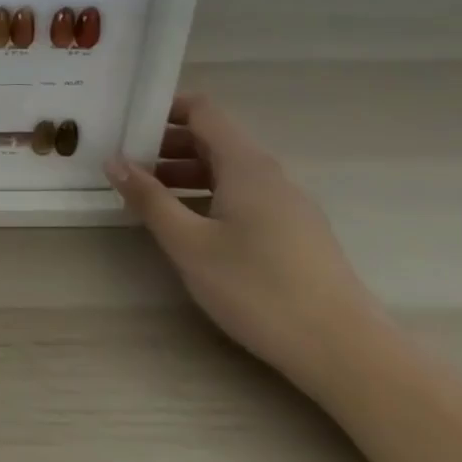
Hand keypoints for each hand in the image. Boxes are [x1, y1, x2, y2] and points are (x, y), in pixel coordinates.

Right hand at [105, 95, 383, 391]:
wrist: (347, 353)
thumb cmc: (259, 289)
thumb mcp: (188, 243)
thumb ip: (149, 198)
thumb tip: (114, 161)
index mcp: (246, 165)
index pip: (203, 111)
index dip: (164, 108)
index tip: (127, 123)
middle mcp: (269, 175)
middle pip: (213, 139)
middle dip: (166, 145)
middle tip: (126, 164)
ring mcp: (287, 205)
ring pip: (227, 171)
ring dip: (184, 173)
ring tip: (147, 198)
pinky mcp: (295, 234)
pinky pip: (243, 196)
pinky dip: (208, 196)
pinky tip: (188, 228)